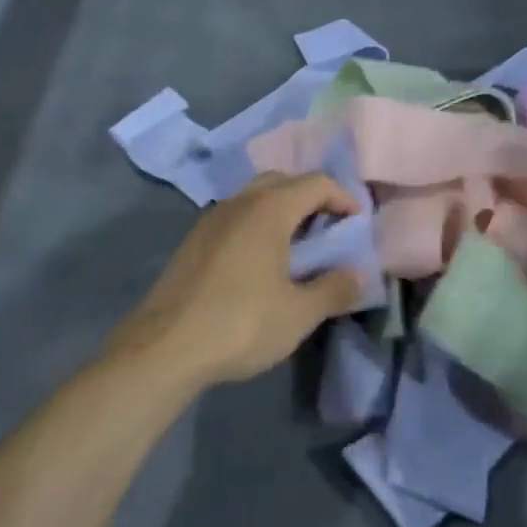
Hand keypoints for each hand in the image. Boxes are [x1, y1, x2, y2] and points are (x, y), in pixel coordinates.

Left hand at [110, 173, 365, 388]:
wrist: (165, 345)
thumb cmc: (241, 324)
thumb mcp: (299, 313)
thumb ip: (335, 289)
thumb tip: (361, 275)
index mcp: (269, 209)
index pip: (316, 182)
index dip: (344, 198)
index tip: (358, 225)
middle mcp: (239, 201)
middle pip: (283, 181)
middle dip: (311, 199)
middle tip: (329, 231)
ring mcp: (211, 218)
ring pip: (255, 197)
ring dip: (282, 211)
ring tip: (298, 249)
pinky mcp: (193, 239)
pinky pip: (235, 216)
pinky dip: (257, 225)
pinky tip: (261, 263)